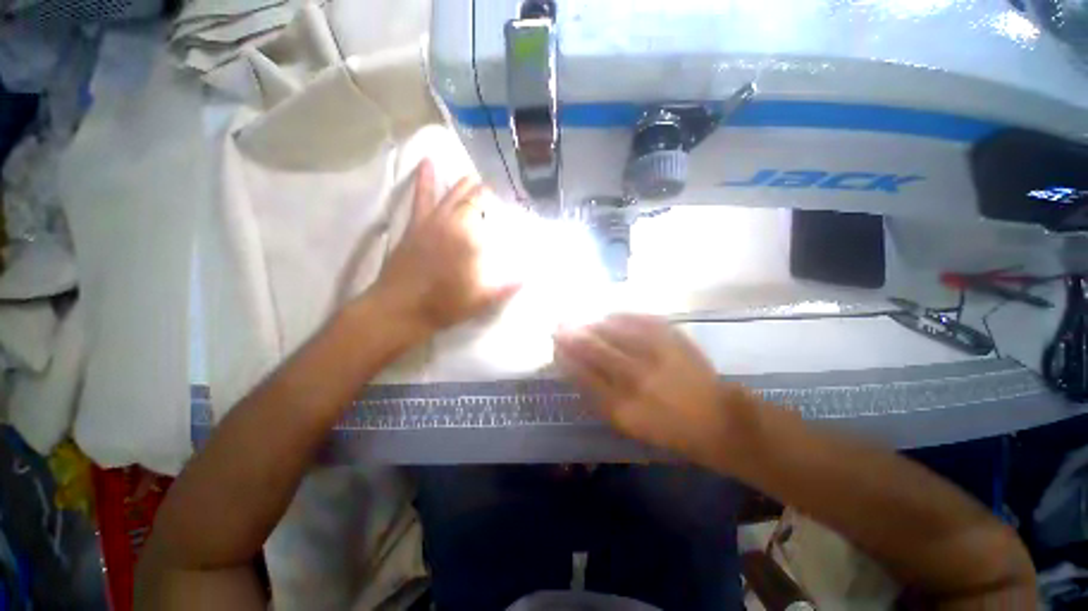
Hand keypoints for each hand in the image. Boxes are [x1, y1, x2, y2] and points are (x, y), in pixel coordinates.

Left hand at [373, 160, 519, 336]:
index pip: (483, 211)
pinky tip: (426, 162)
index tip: (506, 197)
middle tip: (493, 186)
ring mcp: (430, 222)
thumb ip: (505, 287)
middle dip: (481, 191)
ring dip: (460, 184)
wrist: (401, 309)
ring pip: (448, 195)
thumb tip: (527, 277)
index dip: (494, 202)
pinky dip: (424, 180)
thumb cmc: (444, 304)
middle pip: (468, 200)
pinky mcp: (414, 226)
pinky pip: (420, 198)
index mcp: (467, 238)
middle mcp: (450, 223)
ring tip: (471, 175)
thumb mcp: (481, 300)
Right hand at [554, 314, 754, 466]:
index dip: (564, 356)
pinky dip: (617, 316)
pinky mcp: (670, 336)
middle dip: (570, 334)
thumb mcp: (626, 425)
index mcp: (620, 406)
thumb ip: (596, 398)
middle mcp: (634, 376)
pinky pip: (635, 318)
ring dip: (591, 323)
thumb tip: (573, 370)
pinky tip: (608, 316)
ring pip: (610, 329)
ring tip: (581, 321)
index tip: (555, 346)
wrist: (715, 417)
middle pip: (591, 347)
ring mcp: (653, 352)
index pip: (580, 372)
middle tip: (559, 325)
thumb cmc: (665, 428)